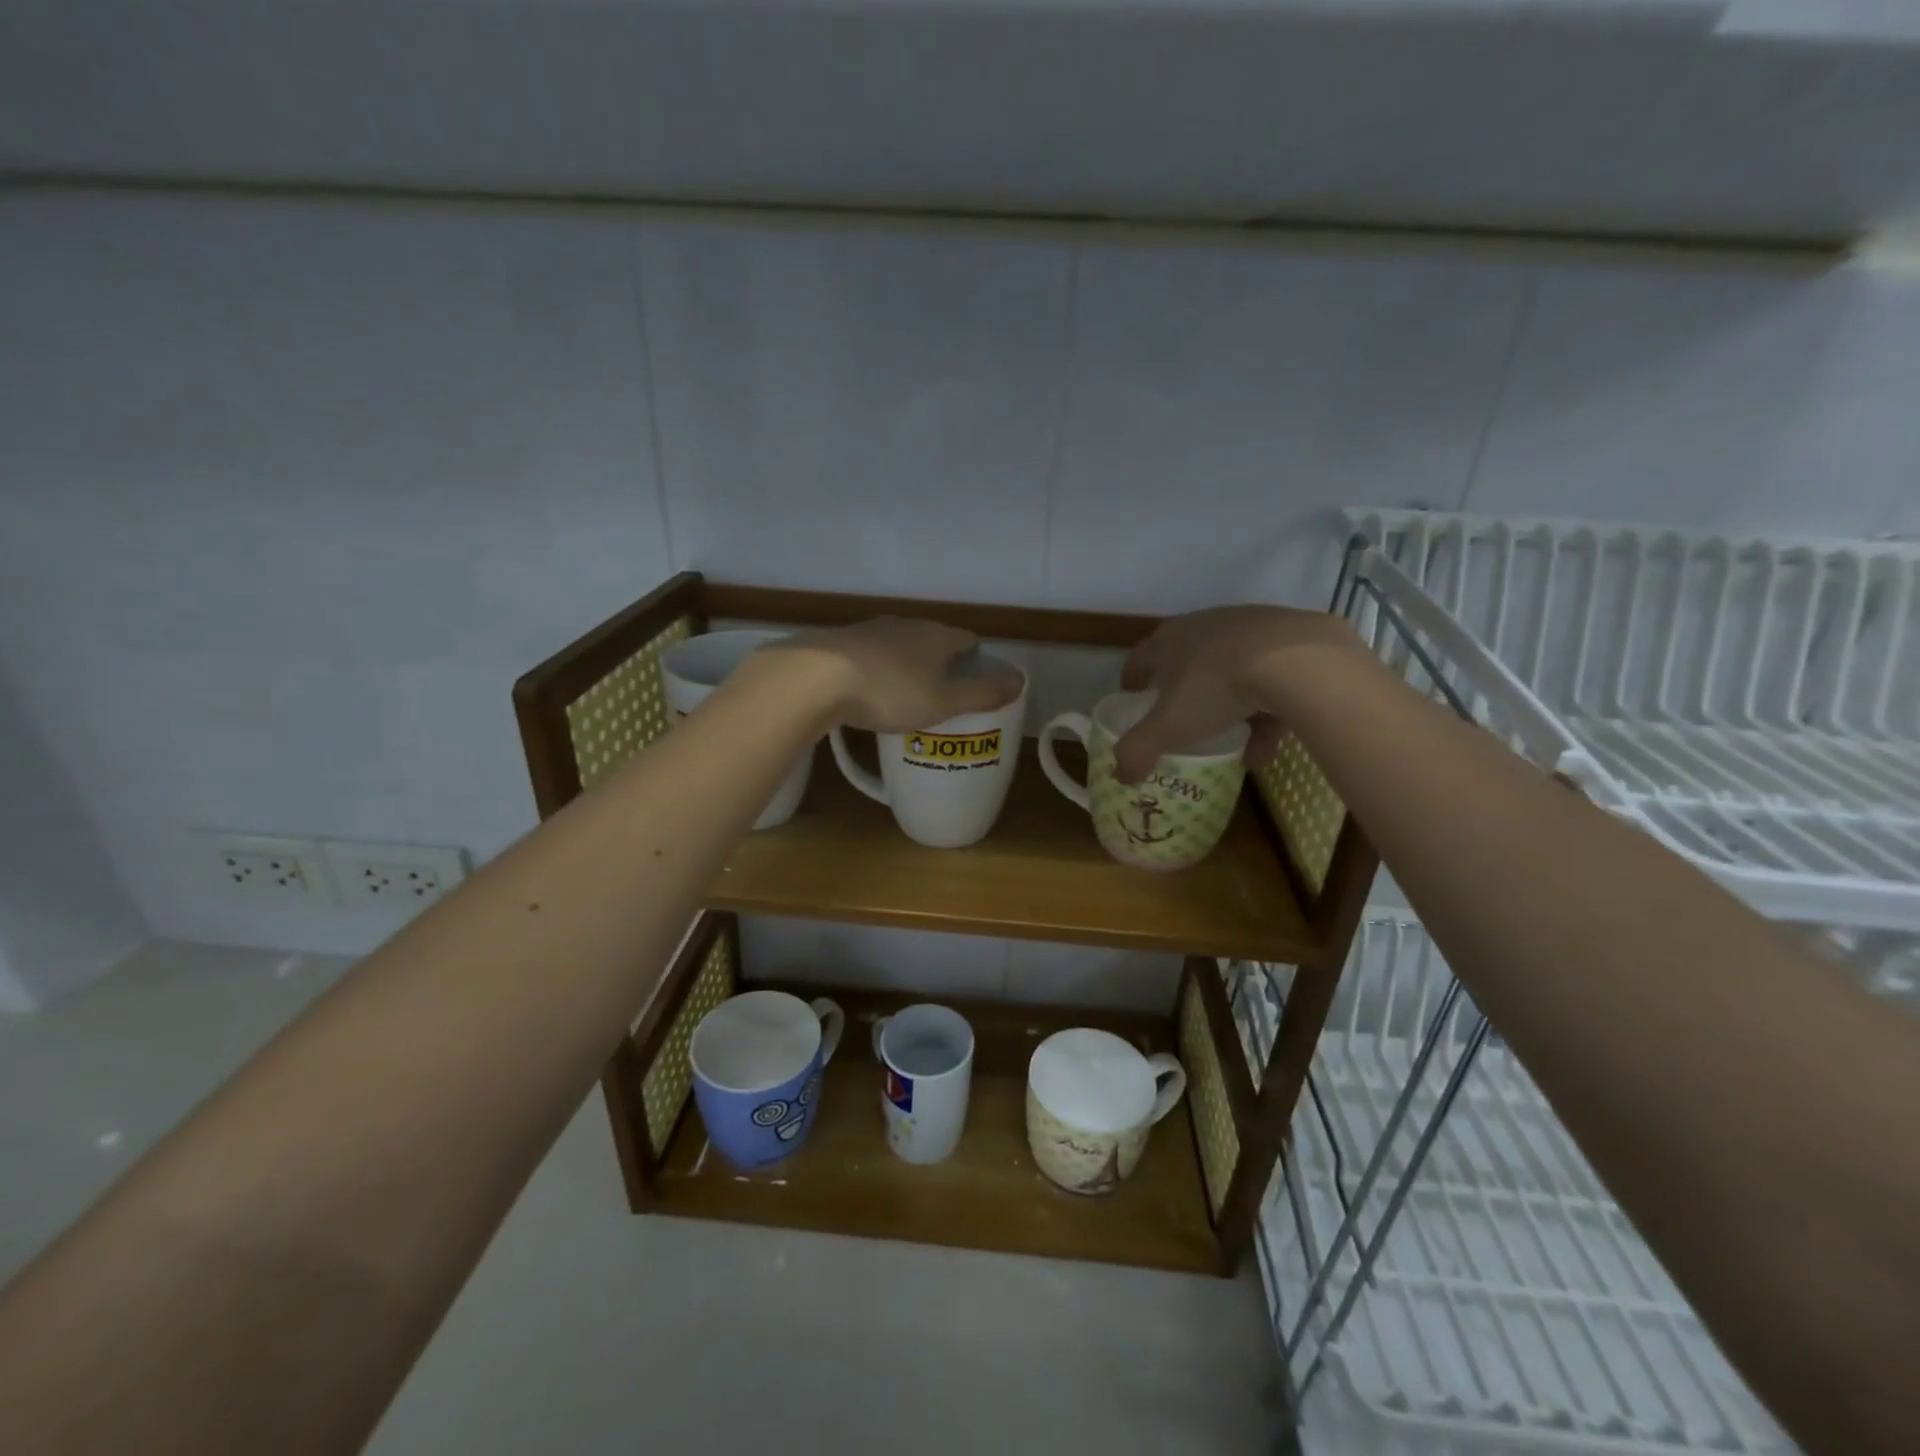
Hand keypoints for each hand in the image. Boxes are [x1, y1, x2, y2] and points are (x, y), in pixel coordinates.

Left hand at [769, 617, 1021, 733]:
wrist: (815, 678)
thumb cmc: (889, 692)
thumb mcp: (942, 702)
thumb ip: (981, 694)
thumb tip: (1020, 681)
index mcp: (936, 636)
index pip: (966, 640)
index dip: (974, 658)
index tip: (974, 679)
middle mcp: (905, 625)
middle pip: (932, 639)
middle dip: (939, 661)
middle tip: (941, 691)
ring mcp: (869, 630)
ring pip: (898, 644)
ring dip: (905, 663)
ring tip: (905, 691)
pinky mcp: (839, 642)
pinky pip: (869, 654)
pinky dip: (876, 668)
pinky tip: (868, 688)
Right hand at [1112, 605, 1363, 782]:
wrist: (1296, 660)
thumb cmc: (1215, 688)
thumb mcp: (1168, 727)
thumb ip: (1138, 751)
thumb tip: (1119, 776)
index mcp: (1169, 641)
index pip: (1140, 658)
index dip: (1133, 679)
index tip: (1132, 698)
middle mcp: (1205, 627)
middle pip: (1186, 661)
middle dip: (1183, 692)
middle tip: (1182, 719)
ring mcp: (1249, 629)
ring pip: (1232, 673)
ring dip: (1230, 709)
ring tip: (1235, 744)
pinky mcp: (1290, 639)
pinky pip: (1270, 680)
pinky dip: (1266, 712)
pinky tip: (1268, 745)